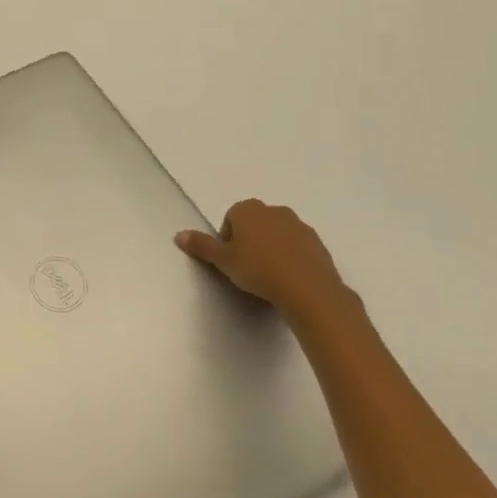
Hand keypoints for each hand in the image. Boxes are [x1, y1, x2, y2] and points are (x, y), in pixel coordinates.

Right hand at [175, 199, 357, 326]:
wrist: (308, 288)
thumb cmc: (258, 270)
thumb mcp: (223, 260)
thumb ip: (201, 246)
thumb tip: (178, 235)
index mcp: (248, 209)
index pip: (230, 218)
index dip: (227, 240)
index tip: (230, 261)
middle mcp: (274, 210)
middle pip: (255, 223)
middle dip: (250, 241)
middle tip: (247, 268)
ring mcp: (299, 225)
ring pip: (277, 234)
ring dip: (272, 248)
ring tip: (269, 276)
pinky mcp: (318, 243)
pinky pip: (297, 247)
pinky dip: (291, 257)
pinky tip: (289, 278)